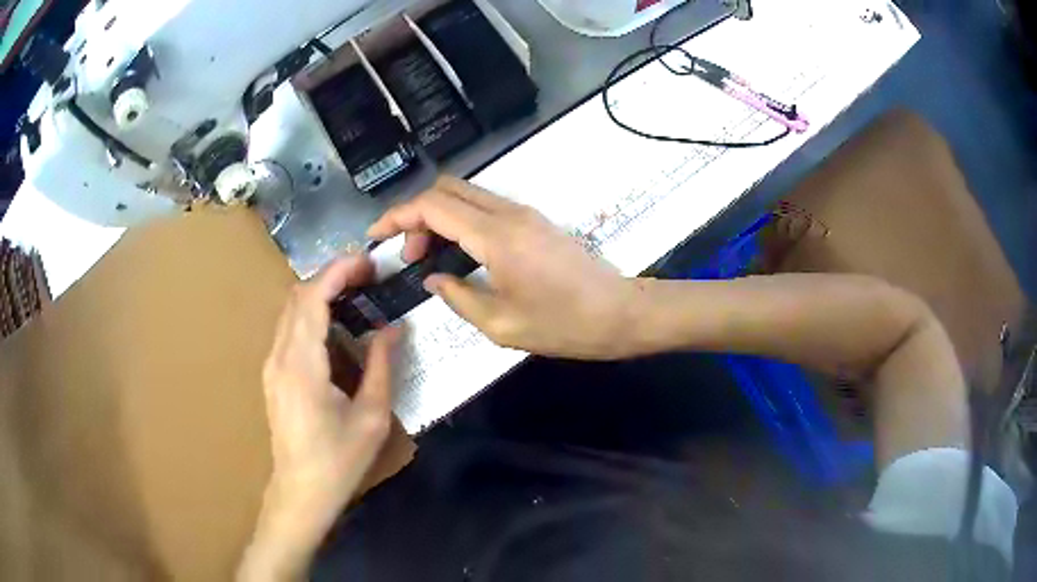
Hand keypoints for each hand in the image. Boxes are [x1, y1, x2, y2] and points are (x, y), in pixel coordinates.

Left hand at [239, 255, 399, 581]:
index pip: (312, 298)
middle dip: (330, 276)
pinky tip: (334, 325)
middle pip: (297, 296)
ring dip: (319, 292)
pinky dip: (310, 312)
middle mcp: (279, 357)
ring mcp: (271, 365)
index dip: (338, 272)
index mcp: (302, 366)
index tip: (367, 263)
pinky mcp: (272, 374)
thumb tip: (393, 328)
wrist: (301, 491)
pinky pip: (288, 328)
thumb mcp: (370, 417)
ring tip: (354, 294)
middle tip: (367, 276)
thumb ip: (380, 366)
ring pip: (290, 310)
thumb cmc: (339, 460)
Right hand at [368, 177, 635, 358]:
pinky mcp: (533, 221)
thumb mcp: (501, 324)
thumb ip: (458, 297)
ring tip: (428, 256)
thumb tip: (434, 278)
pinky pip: (484, 207)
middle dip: (415, 214)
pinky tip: (457, 252)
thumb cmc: (563, 324)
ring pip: (465, 194)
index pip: (433, 206)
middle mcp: (507, 213)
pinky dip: (459, 220)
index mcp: (495, 236)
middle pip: (446, 189)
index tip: (376, 236)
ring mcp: (523, 213)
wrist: (619, 312)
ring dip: (437, 216)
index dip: (397, 216)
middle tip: (408, 254)